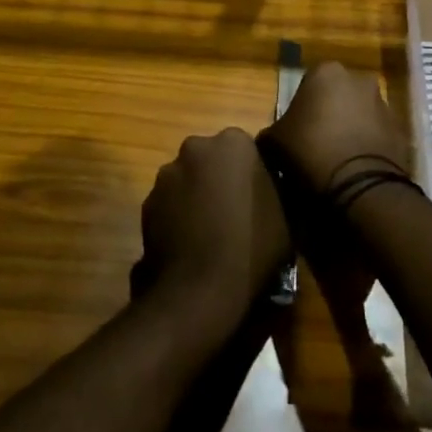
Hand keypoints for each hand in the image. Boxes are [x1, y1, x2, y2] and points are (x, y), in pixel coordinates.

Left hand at [134, 128, 291, 335]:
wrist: (201, 289)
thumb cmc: (253, 246)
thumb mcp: (286, 215)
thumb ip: (272, 188)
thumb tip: (266, 187)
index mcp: (234, 143)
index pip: (245, 148)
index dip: (251, 173)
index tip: (258, 197)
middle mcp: (195, 147)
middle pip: (211, 158)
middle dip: (219, 178)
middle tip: (234, 212)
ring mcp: (166, 174)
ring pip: (187, 179)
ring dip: (196, 196)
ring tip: (210, 232)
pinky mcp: (146, 202)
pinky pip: (169, 203)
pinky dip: (177, 216)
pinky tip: (190, 243)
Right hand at [268, 61, 408, 195]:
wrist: (360, 184)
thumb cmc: (310, 150)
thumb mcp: (274, 142)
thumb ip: (270, 133)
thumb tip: (269, 140)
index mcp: (326, 72)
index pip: (308, 85)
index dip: (300, 109)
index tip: (296, 132)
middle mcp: (359, 79)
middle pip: (337, 95)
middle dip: (329, 114)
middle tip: (315, 143)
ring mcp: (384, 103)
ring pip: (360, 113)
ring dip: (351, 128)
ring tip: (337, 159)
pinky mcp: (401, 129)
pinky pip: (378, 134)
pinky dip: (369, 145)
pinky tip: (357, 167)